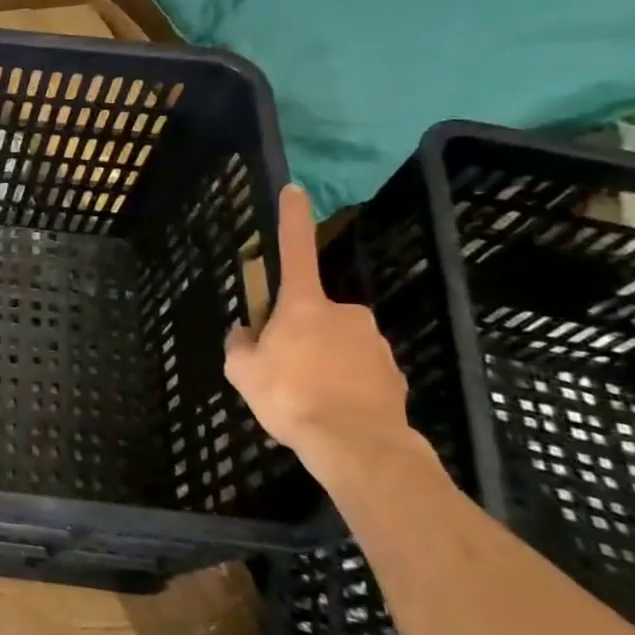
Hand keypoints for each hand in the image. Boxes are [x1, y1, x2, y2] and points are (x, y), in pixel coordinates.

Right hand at [224, 184, 429, 485]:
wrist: (357, 445)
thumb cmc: (291, 397)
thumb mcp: (242, 371)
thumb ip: (240, 344)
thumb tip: (246, 333)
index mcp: (304, 305)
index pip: (295, 250)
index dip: (292, 219)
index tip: (296, 189)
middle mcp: (344, 313)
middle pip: (312, 314)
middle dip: (299, 333)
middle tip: (283, 369)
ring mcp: (373, 342)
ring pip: (338, 344)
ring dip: (323, 360)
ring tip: (309, 396)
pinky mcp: (394, 372)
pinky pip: (360, 369)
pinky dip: (346, 383)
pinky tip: (334, 408)